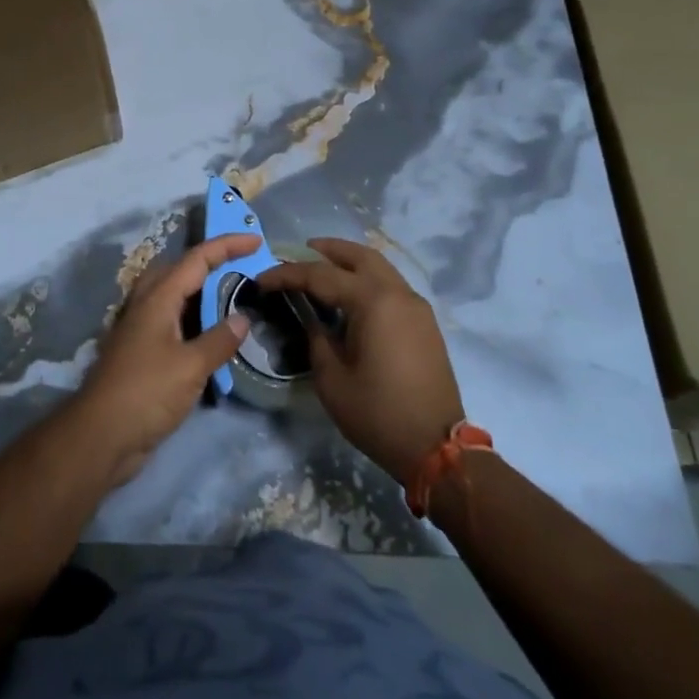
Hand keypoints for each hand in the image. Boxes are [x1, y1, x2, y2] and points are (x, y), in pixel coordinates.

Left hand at [74, 234, 257, 486]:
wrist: (101, 436)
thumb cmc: (146, 393)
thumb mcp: (191, 366)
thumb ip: (219, 340)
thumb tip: (243, 317)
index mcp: (158, 298)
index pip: (197, 259)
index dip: (227, 246)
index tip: (256, 240)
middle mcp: (146, 305)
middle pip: (179, 269)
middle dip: (210, 262)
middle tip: (241, 268)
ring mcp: (140, 329)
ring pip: (173, 296)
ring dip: (201, 292)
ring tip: (232, 299)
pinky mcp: (141, 353)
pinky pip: (172, 322)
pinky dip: (193, 320)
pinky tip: (211, 337)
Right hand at [255, 238, 464, 485]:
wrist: (436, 448)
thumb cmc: (378, 413)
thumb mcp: (332, 379)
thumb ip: (317, 338)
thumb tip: (310, 318)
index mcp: (372, 301)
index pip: (321, 275)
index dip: (287, 275)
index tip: (262, 280)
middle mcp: (397, 293)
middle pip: (359, 255)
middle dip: (327, 249)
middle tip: (300, 252)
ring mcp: (415, 305)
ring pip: (379, 266)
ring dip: (350, 261)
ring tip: (323, 267)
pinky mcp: (424, 322)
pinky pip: (391, 285)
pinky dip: (367, 278)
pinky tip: (351, 294)